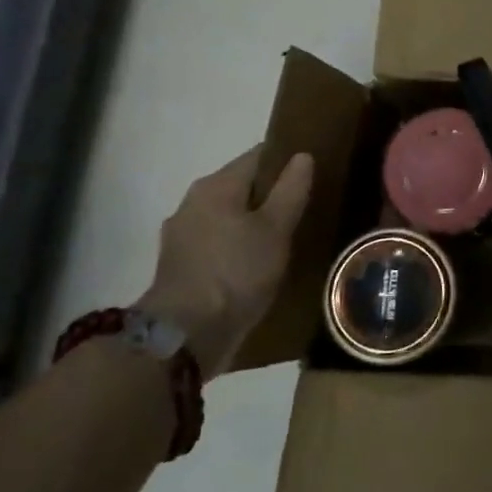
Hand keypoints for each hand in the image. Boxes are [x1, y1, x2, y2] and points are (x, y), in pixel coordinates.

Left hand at [138, 147, 313, 375]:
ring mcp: (182, 234)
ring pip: (228, 215)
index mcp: (216, 185)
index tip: (312, 173)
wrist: (185, 335)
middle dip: (270, 194)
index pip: (258, 156)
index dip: (286, 160)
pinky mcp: (179, 265)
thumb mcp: (276, 229)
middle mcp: (193, 201)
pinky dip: (236, 245)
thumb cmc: (236, 272)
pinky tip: (256, 263)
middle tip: (304, 207)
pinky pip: (217, 242)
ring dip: (252, 222)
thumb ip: (291, 189)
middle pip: (241, 186)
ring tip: (284, 237)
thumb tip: (302, 156)